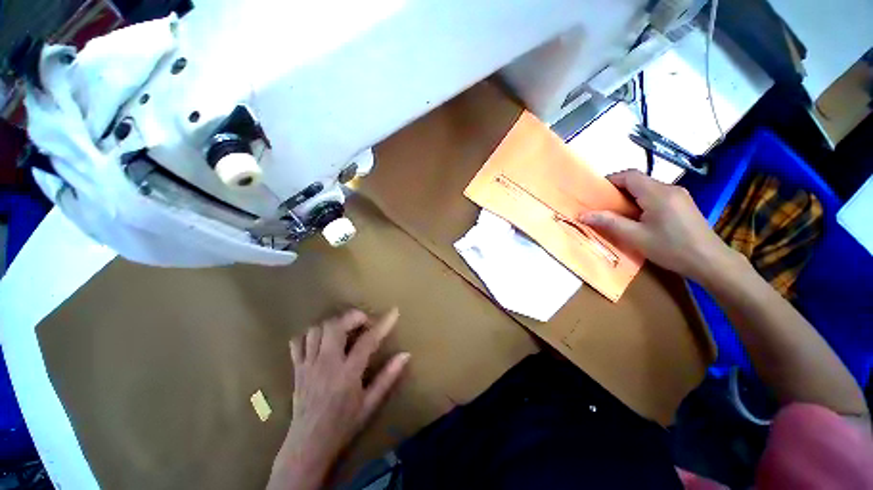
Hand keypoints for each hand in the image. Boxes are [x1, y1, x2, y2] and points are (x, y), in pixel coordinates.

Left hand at [267, 308, 409, 489]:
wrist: (308, 446)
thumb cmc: (343, 425)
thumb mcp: (370, 403)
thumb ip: (388, 376)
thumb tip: (405, 354)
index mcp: (347, 374)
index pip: (368, 341)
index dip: (383, 324)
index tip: (394, 312)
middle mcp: (326, 364)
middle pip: (336, 326)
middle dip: (353, 317)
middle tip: (364, 324)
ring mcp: (308, 365)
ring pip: (317, 329)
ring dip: (334, 324)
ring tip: (345, 331)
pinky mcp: (297, 368)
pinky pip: (298, 341)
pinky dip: (311, 334)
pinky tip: (322, 340)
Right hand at [580, 169, 737, 283]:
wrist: (711, 262)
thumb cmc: (671, 249)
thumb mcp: (635, 237)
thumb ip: (609, 223)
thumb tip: (582, 215)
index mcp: (657, 193)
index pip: (629, 175)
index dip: (610, 180)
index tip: (595, 193)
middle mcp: (670, 189)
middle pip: (638, 181)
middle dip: (618, 191)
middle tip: (603, 207)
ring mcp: (680, 195)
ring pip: (648, 188)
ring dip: (630, 197)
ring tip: (618, 214)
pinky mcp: (684, 204)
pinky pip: (657, 196)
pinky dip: (642, 202)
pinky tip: (639, 218)